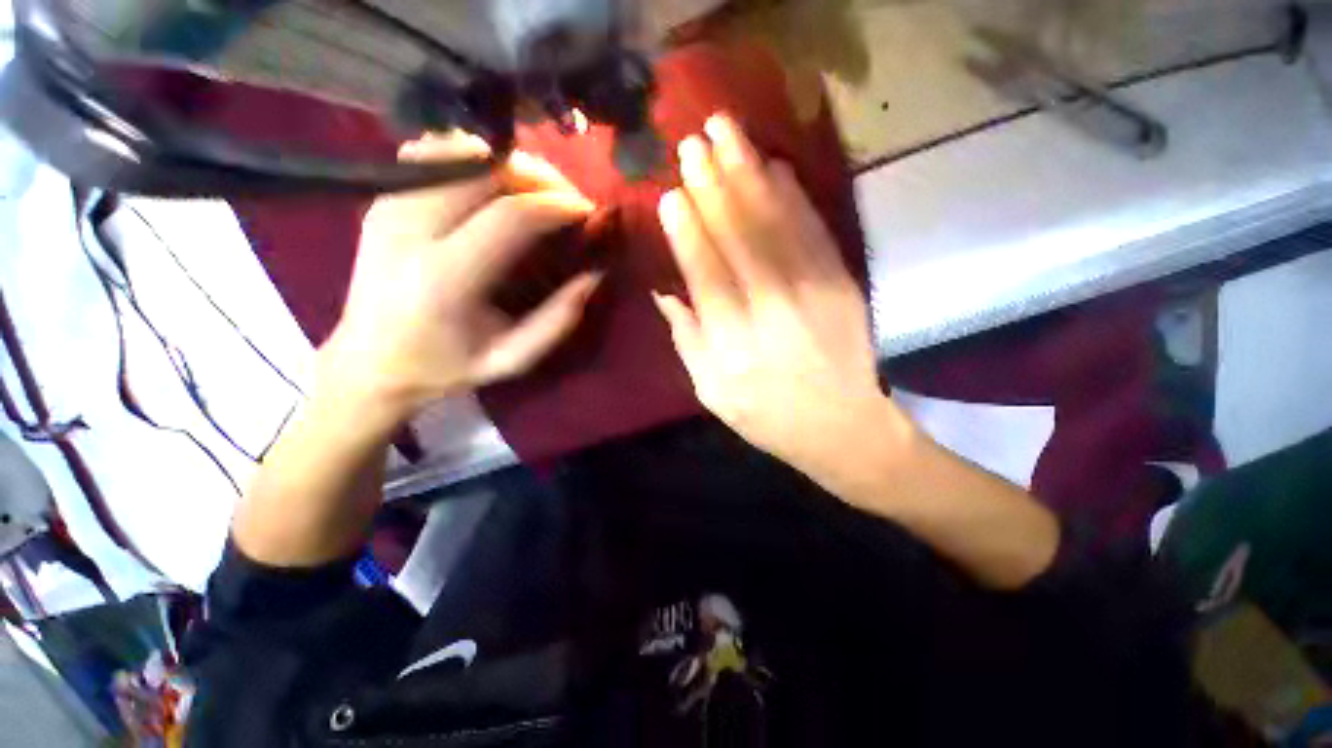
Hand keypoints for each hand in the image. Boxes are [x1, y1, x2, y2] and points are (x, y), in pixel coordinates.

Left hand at [320, 134, 600, 425]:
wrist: (368, 362)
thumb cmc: (445, 367)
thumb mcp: (512, 359)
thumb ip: (557, 321)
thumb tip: (593, 275)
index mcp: (443, 278)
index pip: (509, 217)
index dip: (556, 206)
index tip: (587, 212)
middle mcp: (409, 230)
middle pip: (483, 169)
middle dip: (538, 176)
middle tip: (566, 198)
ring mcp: (389, 206)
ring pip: (458, 151)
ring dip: (508, 164)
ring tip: (535, 191)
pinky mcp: (382, 199)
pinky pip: (432, 154)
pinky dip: (472, 158)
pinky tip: (492, 184)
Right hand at [654, 115, 910, 479]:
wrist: (841, 427)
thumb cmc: (766, 416)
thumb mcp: (711, 392)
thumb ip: (688, 341)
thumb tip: (666, 292)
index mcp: (733, 343)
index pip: (705, 273)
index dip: (687, 231)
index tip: (670, 194)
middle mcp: (771, 310)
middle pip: (739, 237)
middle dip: (713, 186)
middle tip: (692, 143)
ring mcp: (813, 291)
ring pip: (775, 222)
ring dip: (749, 173)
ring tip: (726, 132)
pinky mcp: (841, 282)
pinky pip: (813, 228)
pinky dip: (792, 193)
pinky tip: (774, 165)